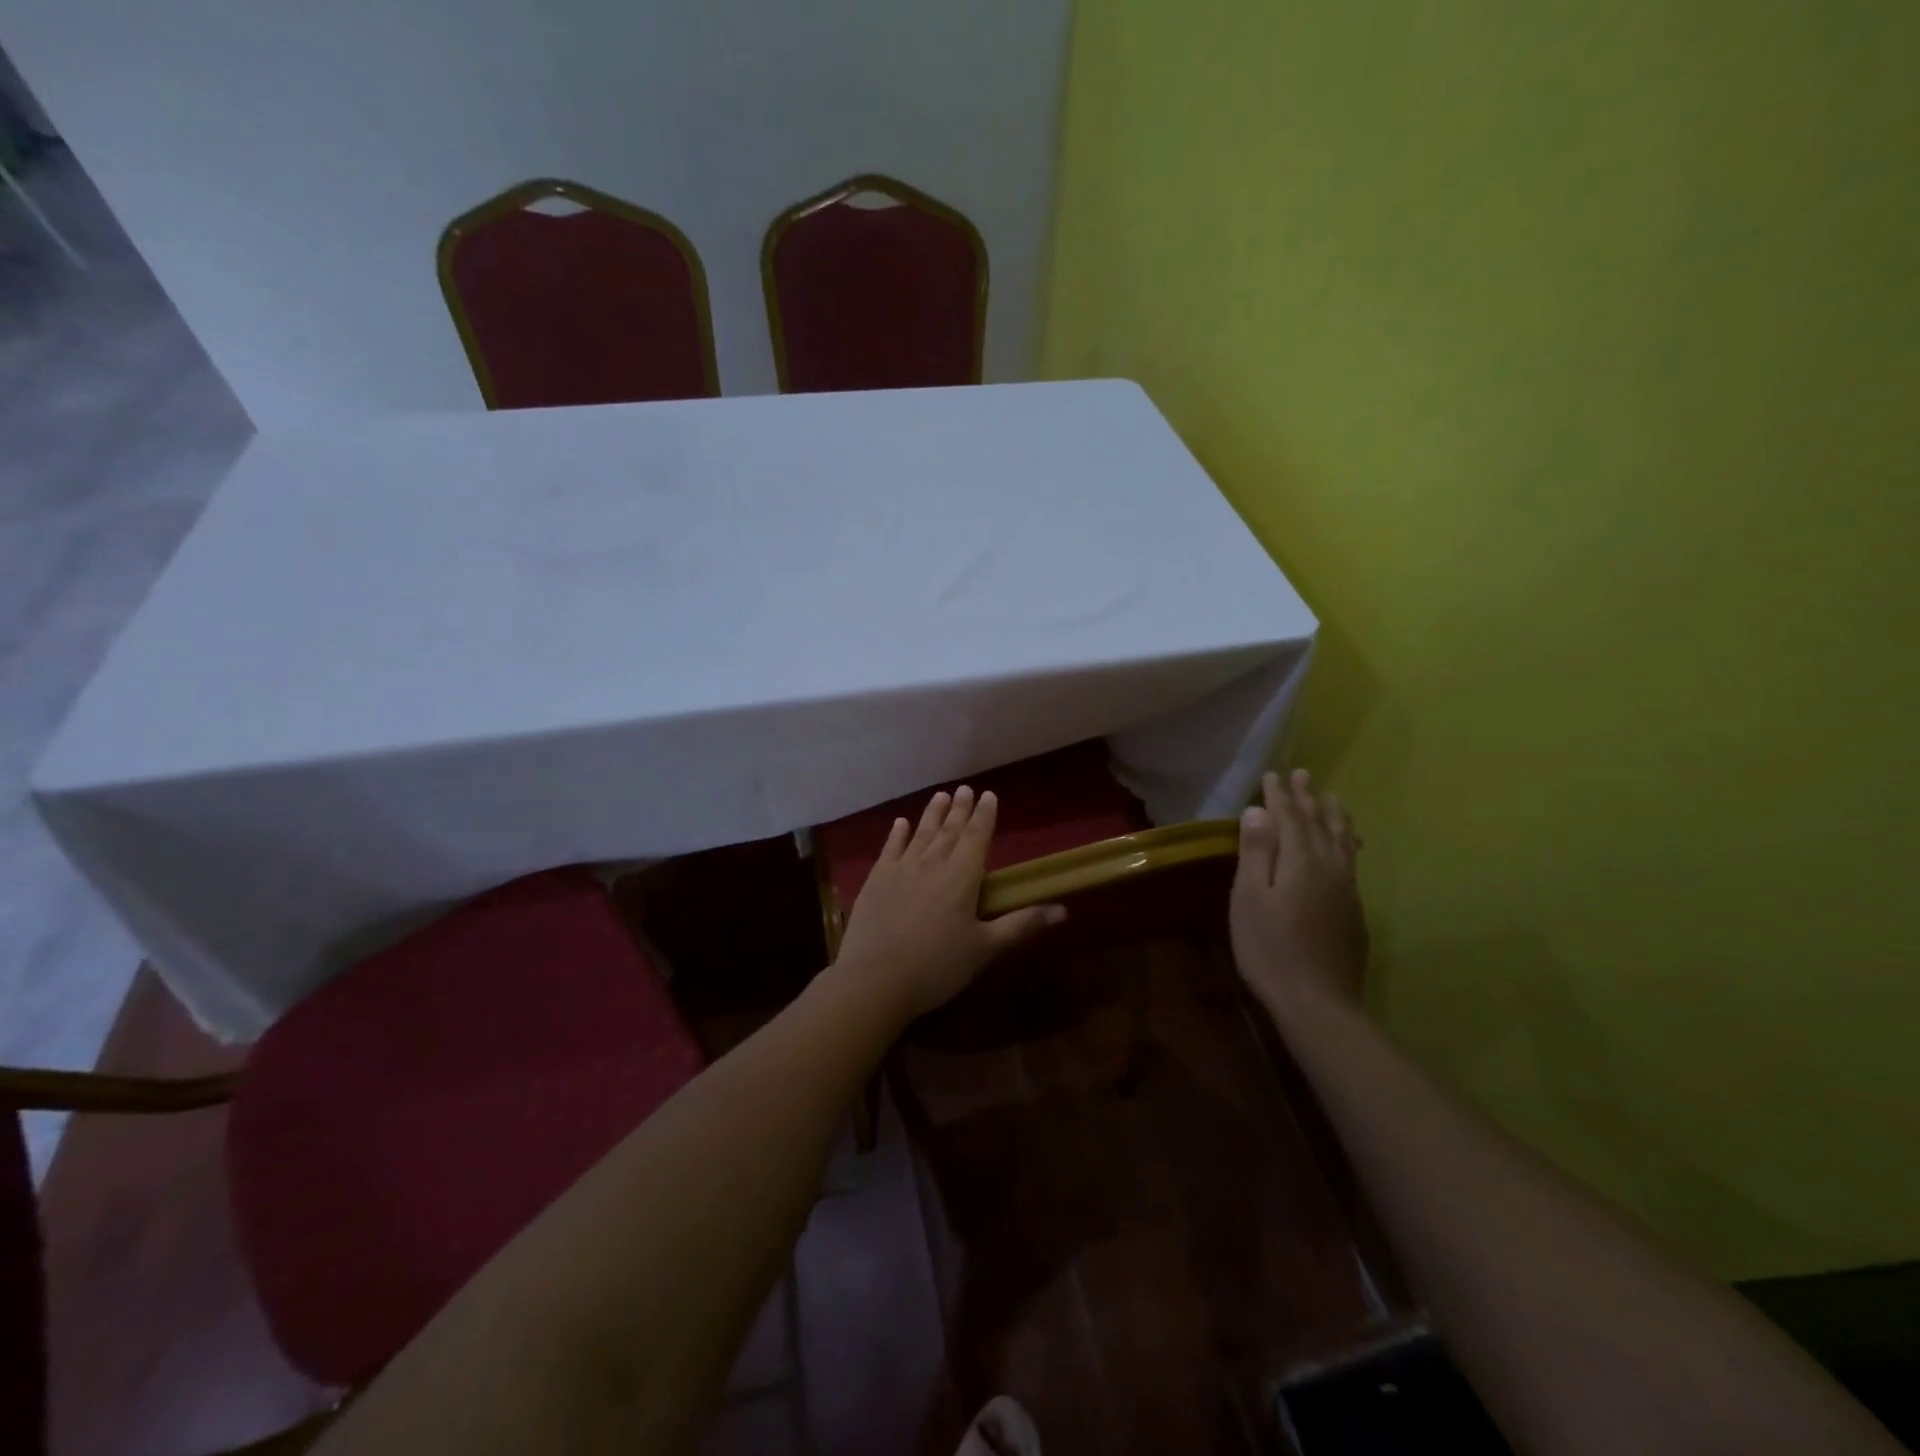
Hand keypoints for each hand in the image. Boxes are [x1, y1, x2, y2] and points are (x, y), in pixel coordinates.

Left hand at [834, 786, 1065, 1019]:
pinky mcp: (876, 880)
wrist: (875, 979)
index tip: (989, 795)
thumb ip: (1021, 924)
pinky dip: (897, 833)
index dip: (985, 815)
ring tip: (940, 796)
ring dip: (932, 814)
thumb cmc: (937, 966)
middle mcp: (932, 863)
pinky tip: (900, 823)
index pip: (977, 836)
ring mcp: (901, 869)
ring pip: (921, 833)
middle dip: (960, 809)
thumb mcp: (985, 948)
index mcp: (962, 876)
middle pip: (949, 830)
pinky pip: (890, 848)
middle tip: (965, 789)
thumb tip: (1062, 909)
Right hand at [1230, 768, 1368, 1017]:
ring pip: (1342, 841)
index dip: (1279, 795)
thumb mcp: (1250, 899)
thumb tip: (1257, 811)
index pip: (1289, 817)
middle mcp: (1330, 867)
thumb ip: (1256, 853)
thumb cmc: (1270, 949)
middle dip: (1308, 798)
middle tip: (1302, 774)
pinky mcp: (1355, 910)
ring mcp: (1347, 889)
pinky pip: (1351, 860)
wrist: (1319, 1003)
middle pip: (1318, 824)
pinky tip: (1348, 844)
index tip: (1273, 774)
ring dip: (1333, 816)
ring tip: (1331, 799)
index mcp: (1301, 861)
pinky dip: (1347, 841)